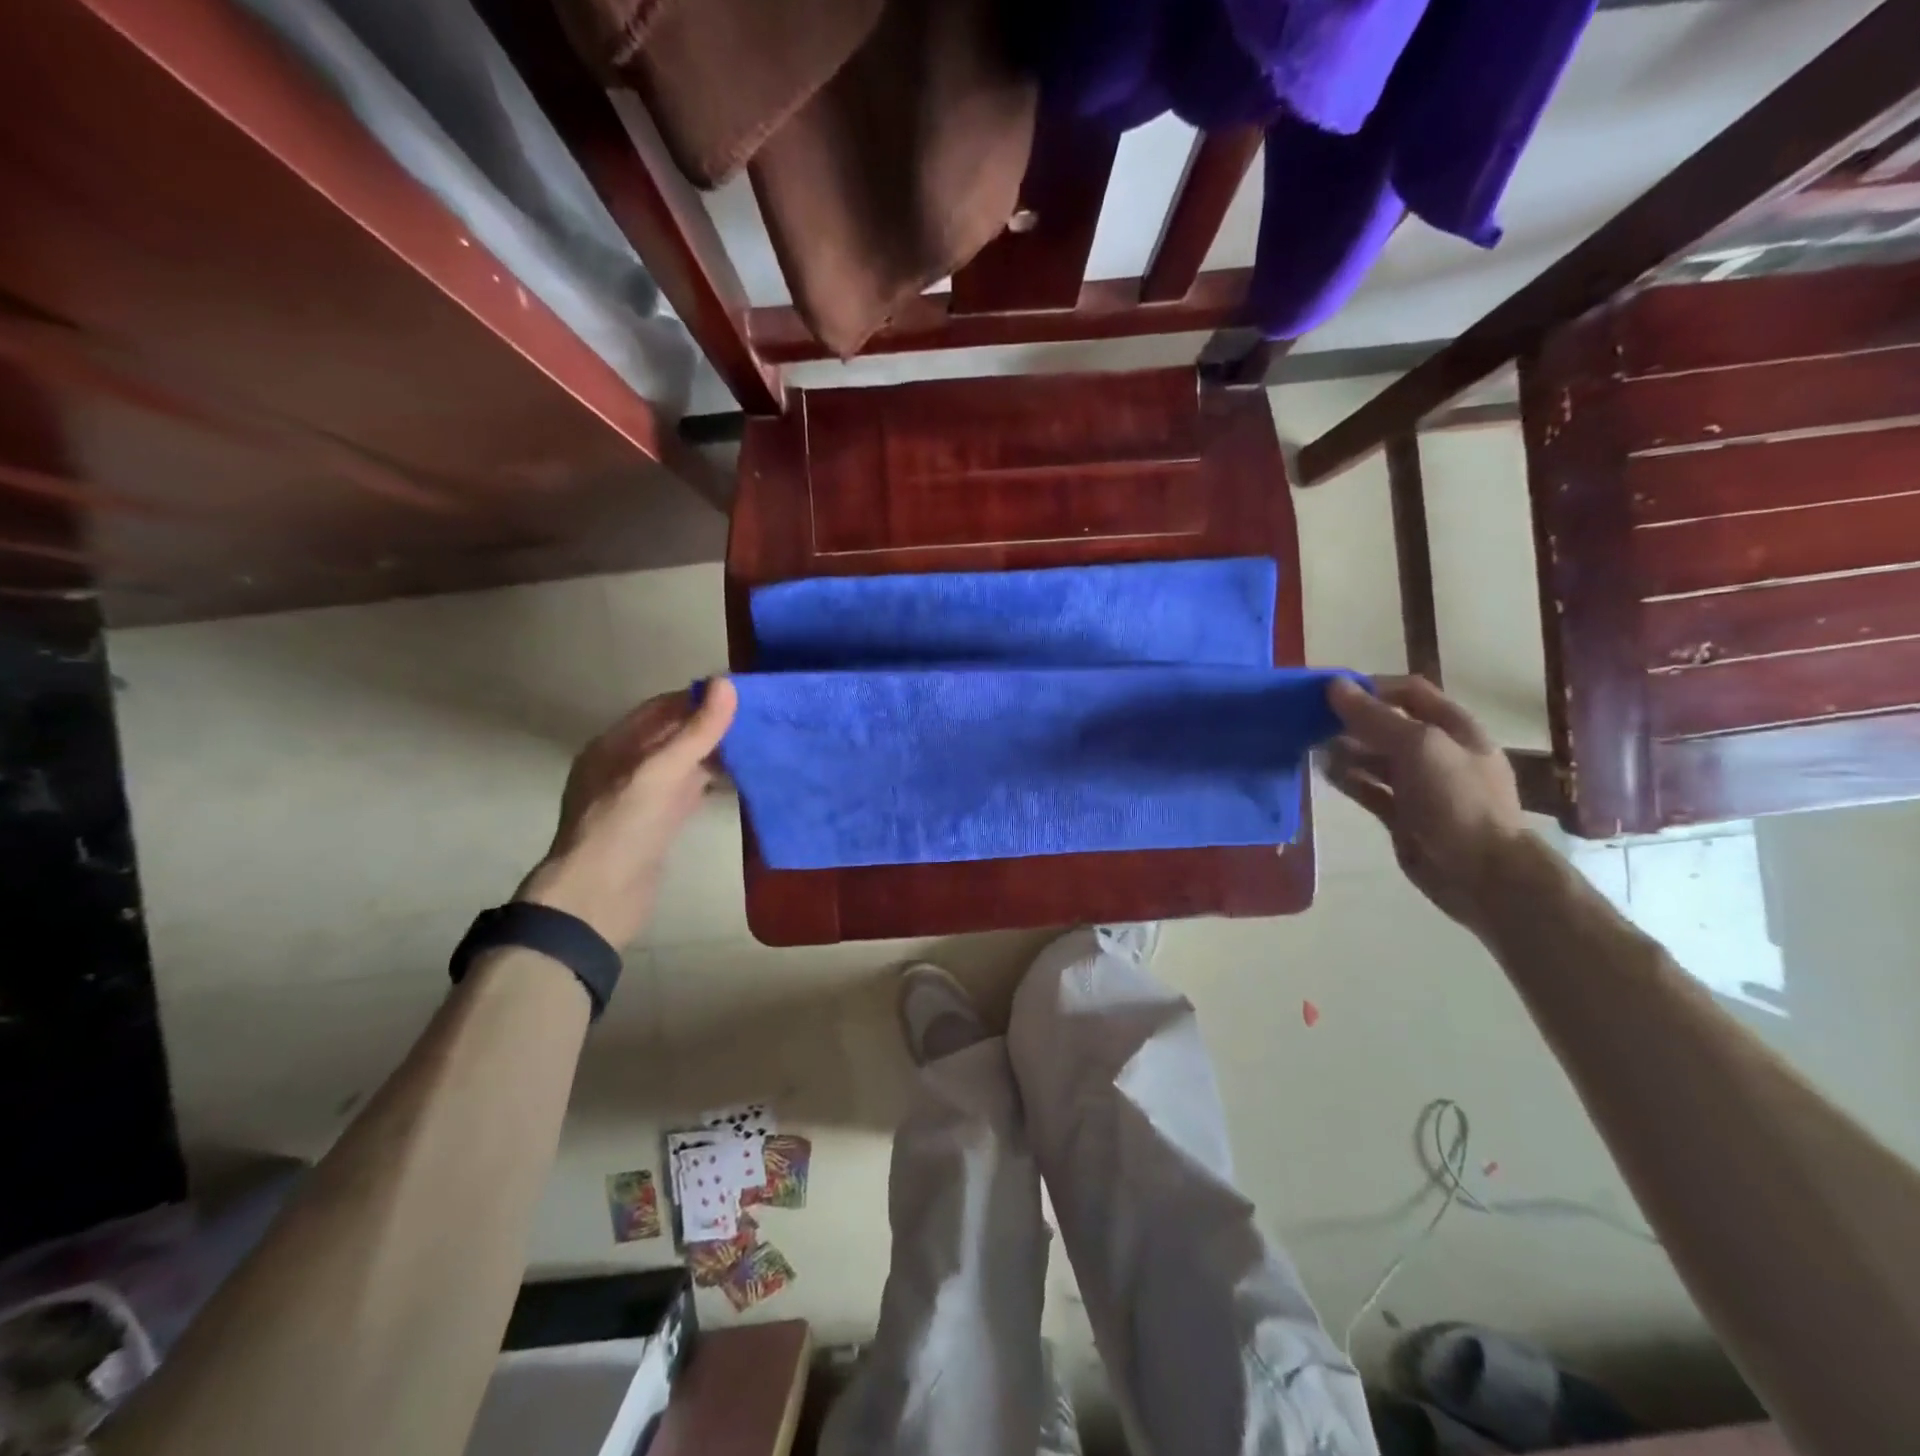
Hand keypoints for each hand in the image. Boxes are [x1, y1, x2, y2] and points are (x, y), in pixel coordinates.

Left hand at [515, 680, 737, 946]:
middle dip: (711, 726)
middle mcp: (626, 766)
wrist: (598, 900)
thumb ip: (695, 732)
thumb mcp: (659, 773)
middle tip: (758, 719)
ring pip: (684, 764)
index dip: (698, 699)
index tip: (740, 695)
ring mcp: (642, 797)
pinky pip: (689, 792)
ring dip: (715, 755)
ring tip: (757, 745)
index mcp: (614, 745)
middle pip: (674, 735)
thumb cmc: (622, 828)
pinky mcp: (658, 824)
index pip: (661, 708)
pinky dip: (713, 783)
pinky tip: (741, 781)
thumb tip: (726, 683)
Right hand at [1322, 675, 1529, 929]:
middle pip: (1388, 725)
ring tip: (1309, 746)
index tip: (1328, 692)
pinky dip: (1347, 779)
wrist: (1482, 874)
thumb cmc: (1457, 800)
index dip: (1370, 687)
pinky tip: (1323, 773)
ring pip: (1374, 758)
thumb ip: (1375, 717)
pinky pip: (1368, 788)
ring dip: (1344, 749)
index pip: (1408, 692)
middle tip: (1309, 720)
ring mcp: (1419, 785)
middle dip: (1351, 720)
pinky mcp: (1402, 814)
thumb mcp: (1418, 747)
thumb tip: (1335, 686)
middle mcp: (1436, 752)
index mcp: (1453, 728)